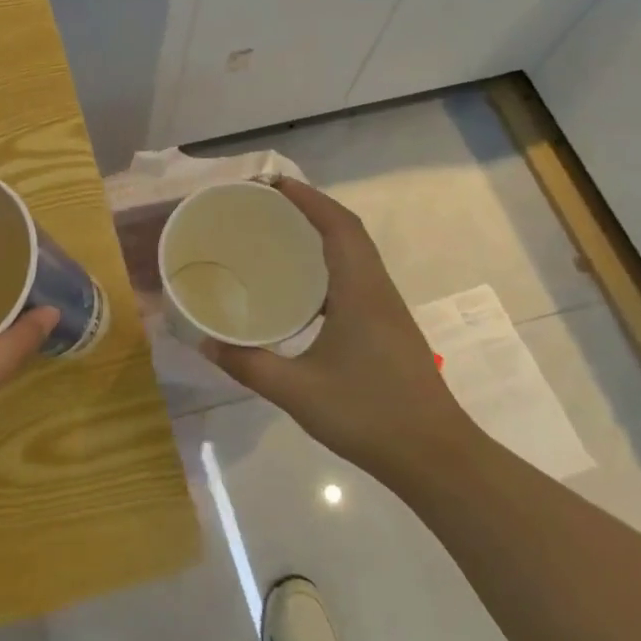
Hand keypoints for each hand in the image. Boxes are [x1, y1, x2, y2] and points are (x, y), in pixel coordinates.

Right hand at [200, 179, 476, 477]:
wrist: (435, 457)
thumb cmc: (368, 415)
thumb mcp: (297, 392)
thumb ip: (248, 365)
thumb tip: (205, 343)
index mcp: (360, 292)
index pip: (337, 225)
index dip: (307, 198)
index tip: (272, 183)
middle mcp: (377, 290)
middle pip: (348, 231)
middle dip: (310, 209)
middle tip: (267, 204)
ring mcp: (387, 310)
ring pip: (355, 254)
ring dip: (322, 235)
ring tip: (280, 235)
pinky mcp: (388, 329)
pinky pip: (356, 278)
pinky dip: (329, 265)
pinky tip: (301, 289)